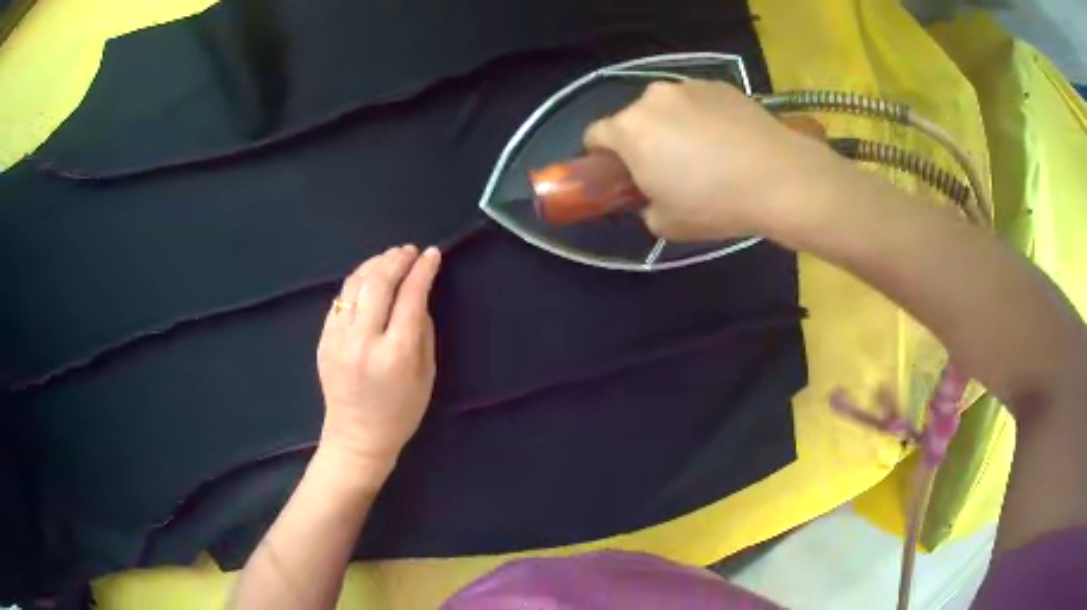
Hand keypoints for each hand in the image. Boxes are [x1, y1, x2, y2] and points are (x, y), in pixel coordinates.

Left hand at [315, 245, 441, 486]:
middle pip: (379, 283)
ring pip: (355, 285)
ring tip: (390, 257)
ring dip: (374, 264)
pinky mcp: (324, 340)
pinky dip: (357, 282)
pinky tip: (368, 279)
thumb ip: (423, 332)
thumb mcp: (427, 376)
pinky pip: (340, 300)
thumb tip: (417, 297)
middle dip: (397, 259)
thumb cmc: (400, 412)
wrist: (357, 436)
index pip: (411, 297)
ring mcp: (338, 338)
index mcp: (396, 353)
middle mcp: (364, 341)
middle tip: (409, 250)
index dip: (423, 271)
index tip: (432, 255)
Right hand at [584, 80, 846, 241]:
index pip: (594, 135)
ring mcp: (689, 86)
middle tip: (669, 168)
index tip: (621, 175)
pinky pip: (697, 102)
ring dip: (672, 125)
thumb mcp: (667, 224)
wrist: (780, 178)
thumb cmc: (716, 203)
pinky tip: (728, 141)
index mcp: (629, 129)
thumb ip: (644, 207)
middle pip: (632, 118)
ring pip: (666, 108)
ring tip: (706, 153)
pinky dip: (703, 117)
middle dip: (641, 141)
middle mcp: (652, 98)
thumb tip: (650, 197)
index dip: (601, 158)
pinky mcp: (720, 85)